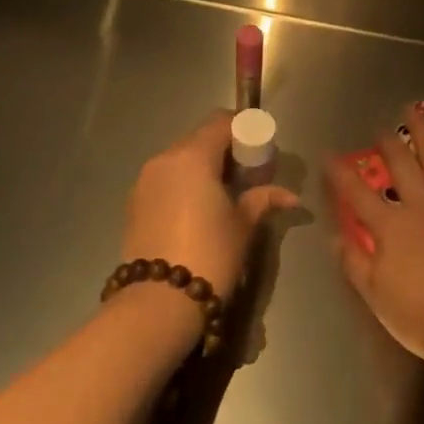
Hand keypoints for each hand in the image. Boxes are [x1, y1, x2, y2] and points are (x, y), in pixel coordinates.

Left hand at [122, 111, 298, 301]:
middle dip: (225, 149)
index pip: (221, 122)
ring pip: (180, 158)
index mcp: (192, 156)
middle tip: (247, 175)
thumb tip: (290, 196)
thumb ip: (262, 199)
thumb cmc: (210, 255)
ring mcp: (144, 180)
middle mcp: (164, 159)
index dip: (244, 130)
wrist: (158, 302)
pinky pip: (165, 179)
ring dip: (203, 167)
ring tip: (223, 195)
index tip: (260, 150)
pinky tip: (198, 210)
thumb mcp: (243, 226)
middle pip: (199, 138)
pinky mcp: (134, 202)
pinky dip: (184, 183)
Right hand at [327, 105, 423, 367]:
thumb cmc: (423, 316)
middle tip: (379, 127)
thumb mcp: (376, 296)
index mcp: (390, 226)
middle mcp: (420, 205)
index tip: (327, 154)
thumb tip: (336, 235)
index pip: (357, 191)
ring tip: (416, 113)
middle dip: (387, 140)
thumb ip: (353, 262)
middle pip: (401, 162)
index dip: (339, 171)